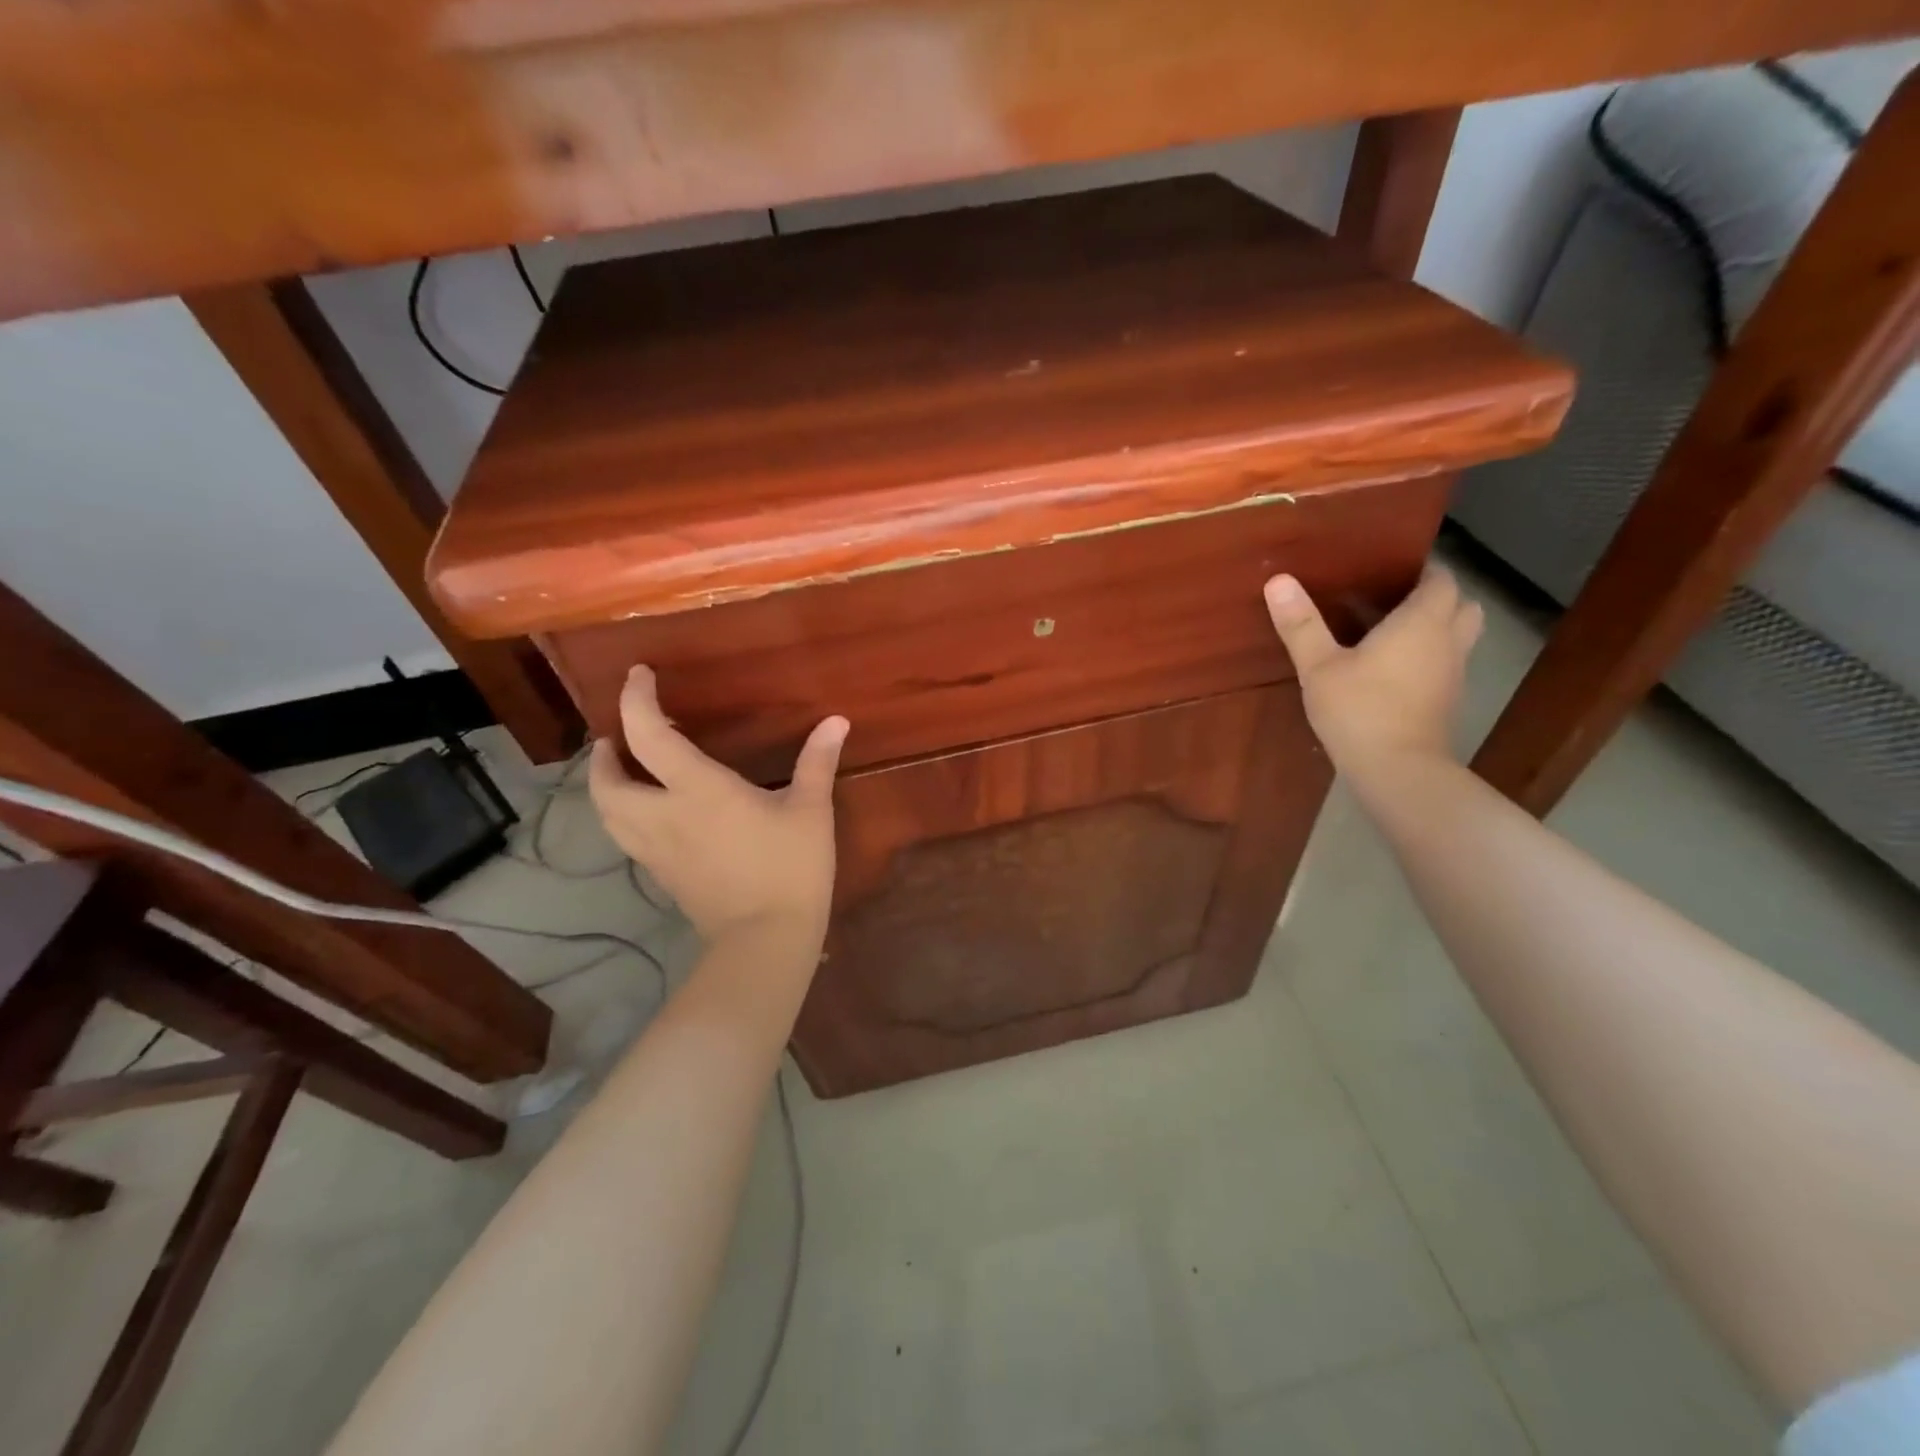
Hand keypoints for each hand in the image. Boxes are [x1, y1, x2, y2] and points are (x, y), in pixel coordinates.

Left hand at [588, 666, 848, 944]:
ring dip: (606, 787)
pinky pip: (627, 837)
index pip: (649, 734)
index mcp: (698, 790)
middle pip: (606, 782)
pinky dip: (624, 815)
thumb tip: (836, 720)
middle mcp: (663, 815)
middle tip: (619, 738)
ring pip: (608, 814)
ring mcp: (656, 850)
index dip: (636, 700)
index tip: (638, 675)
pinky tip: (652, 815)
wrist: (765, 939)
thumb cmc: (790, 868)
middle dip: (605, 754)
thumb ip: (817, 761)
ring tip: (625, 772)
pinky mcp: (661, 876)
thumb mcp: (811, 811)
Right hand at [1263, 568, 1483, 781]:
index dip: (1423, 570)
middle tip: (1398, 600)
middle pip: (1463, 605)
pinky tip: (1396, 670)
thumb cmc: (1360, 710)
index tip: (1391, 570)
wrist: (1398, 770)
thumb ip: (1301, 625)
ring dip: (1440, 628)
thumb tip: (1278, 580)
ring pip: (1460, 636)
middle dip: (1439, 597)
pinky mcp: (1448, 701)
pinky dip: (1432, 657)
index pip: (1441, 579)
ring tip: (1396, 632)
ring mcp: (1453, 674)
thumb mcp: (1319, 667)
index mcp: (1422, 622)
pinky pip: (1448, 664)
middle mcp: (1448, 641)